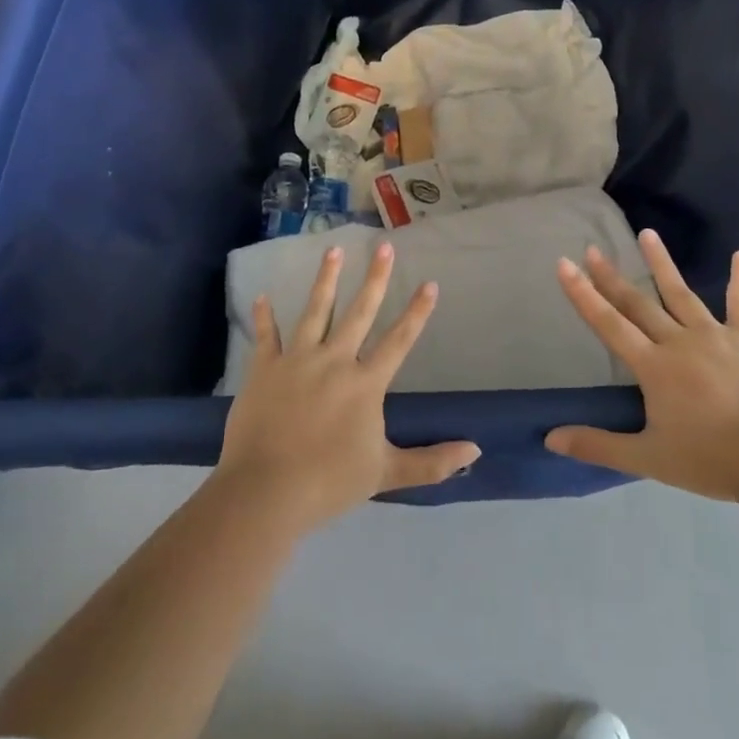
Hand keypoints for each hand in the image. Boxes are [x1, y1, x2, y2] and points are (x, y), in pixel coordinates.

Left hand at [216, 243, 479, 532]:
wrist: (266, 492)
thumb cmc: (329, 482)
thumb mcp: (386, 473)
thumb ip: (432, 462)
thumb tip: (476, 452)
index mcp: (365, 383)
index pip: (399, 340)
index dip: (417, 312)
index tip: (430, 283)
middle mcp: (334, 361)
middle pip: (359, 312)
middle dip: (375, 278)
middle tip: (384, 247)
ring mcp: (296, 361)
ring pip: (315, 311)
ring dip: (326, 280)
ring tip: (334, 250)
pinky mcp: (263, 370)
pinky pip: (265, 337)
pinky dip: (263, 317)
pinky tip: (261, 296)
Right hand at [546, 230, 738, 503]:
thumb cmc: (710, 460)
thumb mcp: (647, 458)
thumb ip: (598, 446)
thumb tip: (550, 439)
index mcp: (653, 367)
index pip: (609, 323)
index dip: (583, 294)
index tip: (565, 264)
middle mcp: (679, 341)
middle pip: (639, 303)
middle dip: (612, 277)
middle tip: (594, 249)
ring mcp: (717, 335)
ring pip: (682, 293)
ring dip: (662, 264)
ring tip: (647, 234)